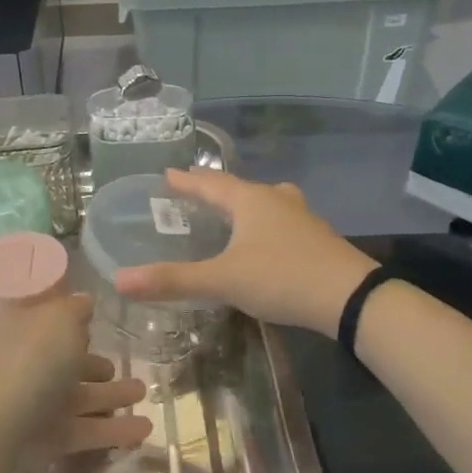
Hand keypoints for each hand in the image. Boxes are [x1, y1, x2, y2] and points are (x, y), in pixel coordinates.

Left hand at [0, 293, 150, 472]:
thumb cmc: (30, 366)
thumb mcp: (58, 321)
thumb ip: (75, 308)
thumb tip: (84, 301)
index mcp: (22, 330)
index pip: (47, 319)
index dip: (71, 317)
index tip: (99, 317)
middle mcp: (25, 364)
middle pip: (65, 360)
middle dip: (95, 362)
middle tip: (126, 364)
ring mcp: (34, 404)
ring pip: (80, 395)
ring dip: (111, 394)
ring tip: (144, 392)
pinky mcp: (46, 440)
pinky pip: (86, 429)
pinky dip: (114, 429)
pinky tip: (146, 429)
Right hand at [115, 169, 376, 334]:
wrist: (351, 298)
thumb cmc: (281, 277)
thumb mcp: (222, 280)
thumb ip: (172, 280)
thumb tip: (120, 279)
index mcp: (249, 201)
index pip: (210, 183)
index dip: (186, 181)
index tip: (167, 174)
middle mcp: (275, 200)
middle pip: (238, 188)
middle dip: (214, 189)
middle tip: (193, 189)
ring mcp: (300, 217)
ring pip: (265, 201)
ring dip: (244, 202)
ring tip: (232, 208)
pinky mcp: (316, 238)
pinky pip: (281, 219)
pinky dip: (265, 222)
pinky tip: (266, 237)